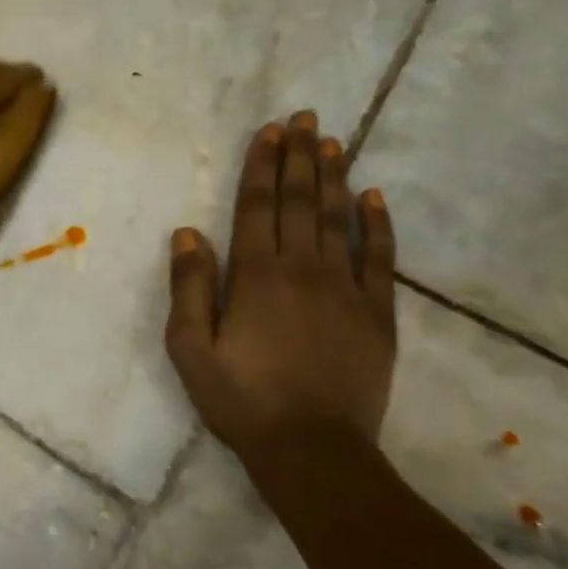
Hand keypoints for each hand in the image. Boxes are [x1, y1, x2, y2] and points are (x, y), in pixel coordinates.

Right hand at [165, 110, 397, 453]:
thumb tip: (187, 233)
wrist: (313, 450)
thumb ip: (189, 288)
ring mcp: (346, 290)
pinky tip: (375, 198)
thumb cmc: (241, 400)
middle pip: (300, 202)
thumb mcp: (191, 349)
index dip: (262, 166)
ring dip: (334, 177)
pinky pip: (380, 259)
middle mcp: (303, 270)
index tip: (269, 131)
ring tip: (332, 142)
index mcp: (256, 277)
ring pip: (339, 220)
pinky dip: (378, 225)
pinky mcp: (378, 314)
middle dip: (299, 157)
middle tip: (304, 118)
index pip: (258, 207)